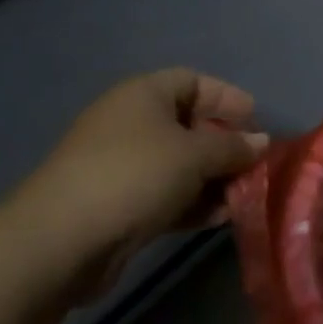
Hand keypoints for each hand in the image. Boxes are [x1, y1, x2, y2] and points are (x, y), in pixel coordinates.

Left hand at [3, 69, 268, 298]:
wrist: (61, 241)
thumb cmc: (134, 176)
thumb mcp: (196, 154)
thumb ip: (234, 146)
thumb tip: (261, 142)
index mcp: (143, 95)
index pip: (194, 82)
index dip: (227, 98)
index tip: (255, 122)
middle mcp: (132, 124)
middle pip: (190, 125)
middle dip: (226, 145)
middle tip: (255, 164)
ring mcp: (123, 166)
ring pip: (182, 165)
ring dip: (215, 179)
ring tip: (244, 196)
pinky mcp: (120, 205)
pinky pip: (168, 195)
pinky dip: (195, 203)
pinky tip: (220, 218)